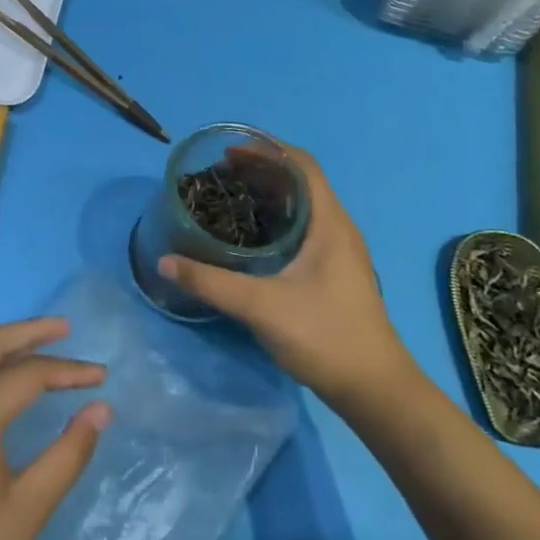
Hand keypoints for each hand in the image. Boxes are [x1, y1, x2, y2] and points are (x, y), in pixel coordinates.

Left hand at [0, 318, 110, 539]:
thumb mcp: (29, 508)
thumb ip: (68, 453)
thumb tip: (101, 409)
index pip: (26, 376)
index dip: (68, 371)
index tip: (102, 376)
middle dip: (28, 332)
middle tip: (67, 329)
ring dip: (4, 346)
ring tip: (42, 345)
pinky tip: (5, 381)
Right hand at [158, 144, 417, 408]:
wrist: (375, 390)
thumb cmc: (325, 336)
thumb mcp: (260, 306)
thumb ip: (210, 282)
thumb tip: (164, 262)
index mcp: (329, 223)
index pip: (302, 164)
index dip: (266, 149)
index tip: (228, 151)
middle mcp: (337, 228)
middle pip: (299, 182)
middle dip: (259, 171)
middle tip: (217, 174)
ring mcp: (338, 252)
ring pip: (300, 207)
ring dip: (266, 195)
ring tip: (228, 198)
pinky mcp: (332, 272)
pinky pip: (301, 228)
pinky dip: (273, 220)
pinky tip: (248, 237)